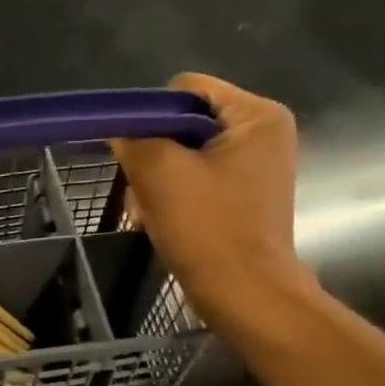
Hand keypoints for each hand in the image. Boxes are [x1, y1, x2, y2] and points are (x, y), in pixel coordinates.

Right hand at [110, 73, 314, 327]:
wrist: (245, 295)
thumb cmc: (207, 228)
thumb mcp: (159, 172)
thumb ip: (133, 137)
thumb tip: (120, 128)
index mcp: (257, 115)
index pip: (185, 90)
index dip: (151, 115)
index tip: (136, 154)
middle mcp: (264, 133)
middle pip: (185, 122)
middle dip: (155, 153)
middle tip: (142, 188)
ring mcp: (256, 167)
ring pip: (186, 154)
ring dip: (159, 178)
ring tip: (151, 210)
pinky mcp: (244, 196)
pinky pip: (197, 179)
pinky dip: (175, 195)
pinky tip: (163, 220)